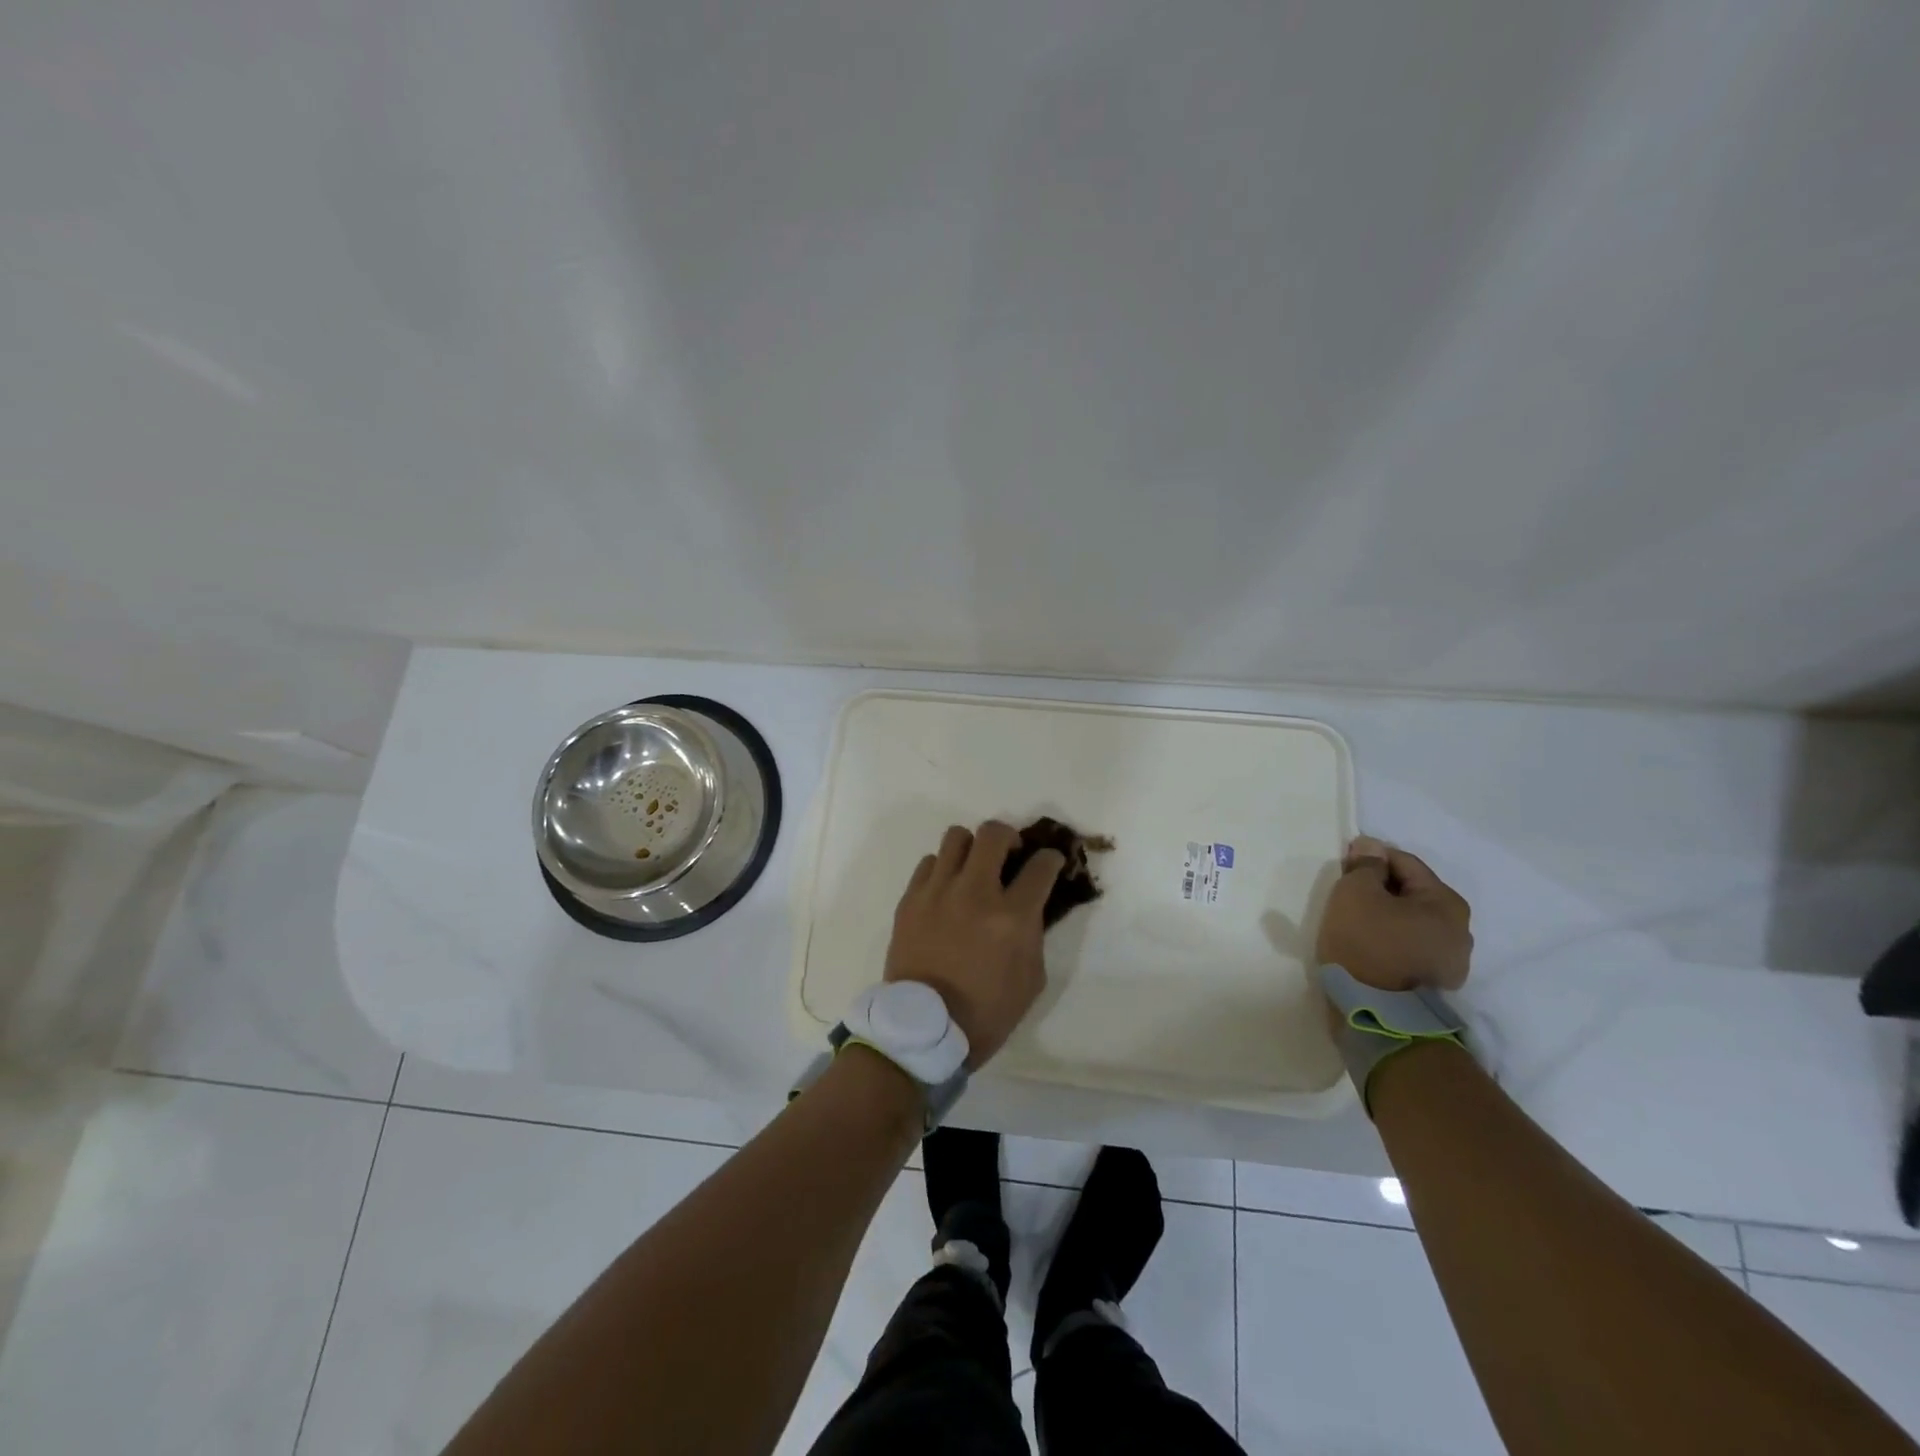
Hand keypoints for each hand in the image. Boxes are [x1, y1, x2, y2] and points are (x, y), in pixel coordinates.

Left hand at [885, 821, 1064, 1067]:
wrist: (925, 1029)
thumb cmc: (986, 1011)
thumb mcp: (1031, 978)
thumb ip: (1034, 932)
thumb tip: (1030, 904)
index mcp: (1011, 917)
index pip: (1041, 866)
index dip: (1051, 859)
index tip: (1050, 862)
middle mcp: (975, 892)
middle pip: (993, 833)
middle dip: (1009, 836)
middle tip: (1010, 854)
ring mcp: (938, 892)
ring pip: (956, 837)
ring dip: (972, 848)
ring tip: (973, 868)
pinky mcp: (910, 899)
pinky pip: (929, 863)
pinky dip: (943, 869)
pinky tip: (947, 889)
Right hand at [1316, 835, 1471, 991]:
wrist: (1376, 1017)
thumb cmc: (1366, 944)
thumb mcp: (1355, 893)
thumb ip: (1365, 865)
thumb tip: (1371, 846)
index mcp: (1447, 902)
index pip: (1404, 862)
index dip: (1370, 859)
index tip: (1343, 868)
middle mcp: (1460, 929)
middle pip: (1411, 893)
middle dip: (1380, 889)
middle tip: (1346, 897)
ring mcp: (1452, 961)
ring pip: (1411, 922)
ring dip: (1386, 917)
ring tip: (1355, 925)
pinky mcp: (1436, 985)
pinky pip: (1410, 947)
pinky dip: (1391, 941)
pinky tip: (1369, 949)